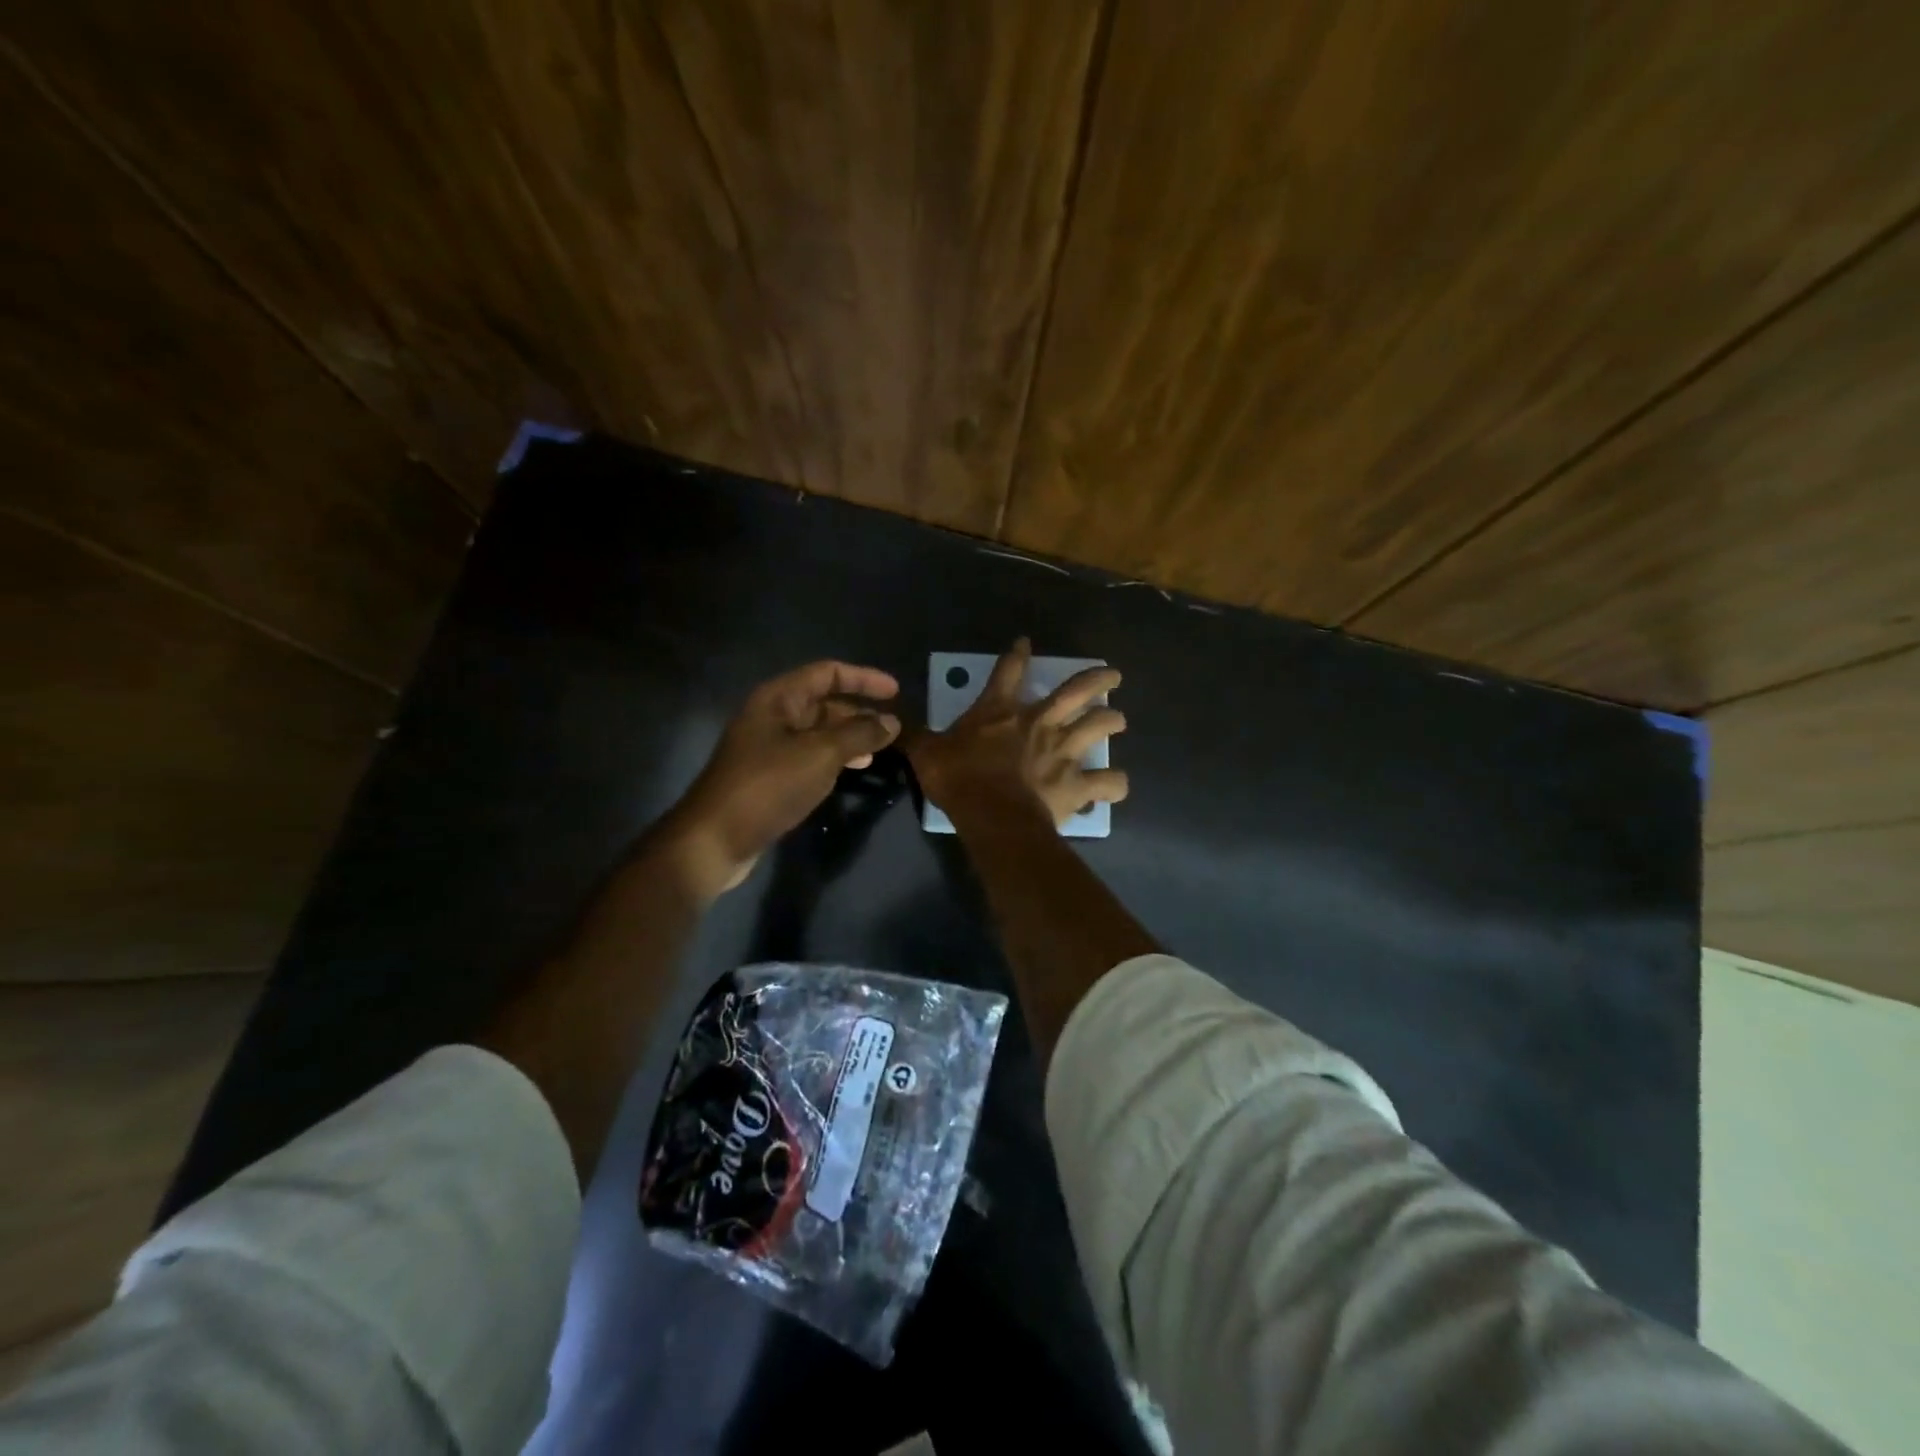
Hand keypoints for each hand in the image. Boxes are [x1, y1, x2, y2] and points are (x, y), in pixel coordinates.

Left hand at [666, 661, 900, 896]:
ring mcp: (768, 746)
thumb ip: (859, 734)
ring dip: (849, 736)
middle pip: (823, 701)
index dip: (864, 678)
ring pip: (818, 731)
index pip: (828, 673)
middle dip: (858, 711)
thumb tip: (891, 721)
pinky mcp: (769, 775)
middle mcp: (772, 716)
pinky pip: (809, 755)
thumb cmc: (768, 787)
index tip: (896, 692)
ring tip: (879, 749)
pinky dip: (834, 757)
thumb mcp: (820, 755)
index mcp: (778, 698)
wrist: (716, 839)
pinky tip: (852, 769)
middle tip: (892, 727)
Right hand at [906, 638, 1127, 827]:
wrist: (992, 815)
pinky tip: (1113, 786)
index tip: (1025, 643)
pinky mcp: (1077, 783)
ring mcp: (1063, 751)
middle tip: (1113, 675)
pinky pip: (1108, 782)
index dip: (1017, 654)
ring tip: (1118, 720)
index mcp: (1001, 711)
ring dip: (1112, 721)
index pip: (1009, 671)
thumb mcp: (926, 753)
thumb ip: (913, 735)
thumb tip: (888, 723)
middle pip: (1076, 690)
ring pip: (1100, 726)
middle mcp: (1040, 723)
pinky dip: (1114, 784)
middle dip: (1097, 679)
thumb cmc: (959, 779)